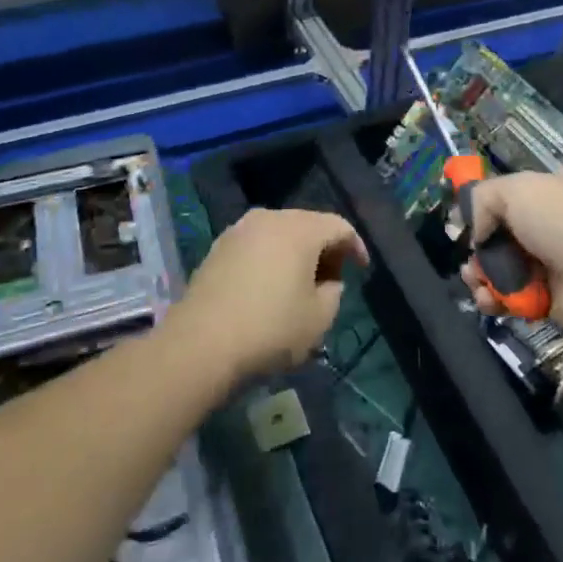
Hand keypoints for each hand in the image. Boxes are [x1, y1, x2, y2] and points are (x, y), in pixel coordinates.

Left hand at [172, 208, 366, 381]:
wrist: (200, 344)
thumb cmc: (270, 328)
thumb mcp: (319, 318)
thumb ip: (334, 292)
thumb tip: (327, 281)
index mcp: (300, 228)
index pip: (339, 226)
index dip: (355, 246)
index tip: (362, 270)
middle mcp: (270, 217)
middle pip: (309, 224)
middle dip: (325, 248)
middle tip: (333, 278)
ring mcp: (240, 230)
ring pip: (280, 233)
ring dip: (296, 252)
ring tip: (301, 283)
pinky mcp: (218, 247)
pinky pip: (257, 244)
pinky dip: (271, 258)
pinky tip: (270, 286)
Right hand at [458, 173, 562, 348]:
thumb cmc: (560, 224)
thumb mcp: (516, 190)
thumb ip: (482, 199)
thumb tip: (477, 231)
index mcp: (540, 196)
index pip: (501, 200)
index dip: (478, 211)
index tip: (459, 225)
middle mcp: (541, 229)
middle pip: (494, 238)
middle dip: (475, 250)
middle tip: (469, 260)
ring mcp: (542, 266)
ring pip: (496, 270)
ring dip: (477, 276)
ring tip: (474, 281)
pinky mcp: (542, 301)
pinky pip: (506, 299)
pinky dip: (491, 300)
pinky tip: (487, 300)